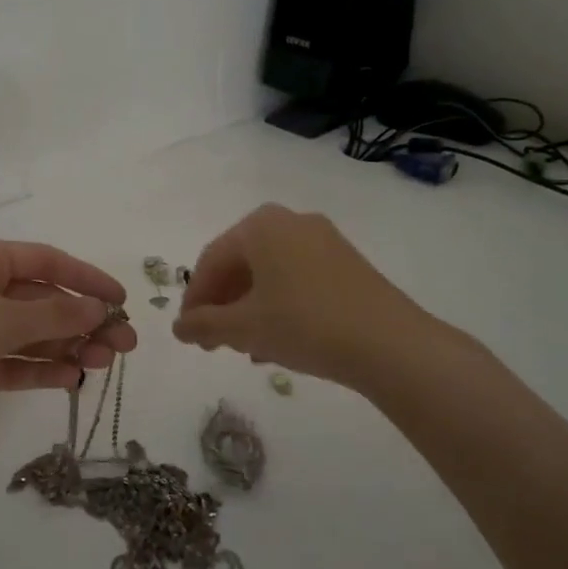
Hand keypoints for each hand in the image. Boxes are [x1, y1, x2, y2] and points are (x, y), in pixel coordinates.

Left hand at [0, 239, 135, 455]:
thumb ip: (54, 314)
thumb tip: (99, 308)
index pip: (47, 261)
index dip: (87, 278)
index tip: (123, 300)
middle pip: (44, 300)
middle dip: (85, 319)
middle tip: (125, 346)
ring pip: (33, 334)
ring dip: (69, 346)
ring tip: (104, 364)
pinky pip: (16, 364)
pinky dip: (43, 369)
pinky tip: (72, 379)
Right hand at [172, 204, 425, 386]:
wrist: (389, 343)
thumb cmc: (304, 324)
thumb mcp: (244, 327)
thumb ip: (204, 324)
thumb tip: (179, 328)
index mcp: (260, 226)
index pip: (211, 260)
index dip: (194, 299)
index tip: (188, 333)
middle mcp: (291, 221)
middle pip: (241, 264)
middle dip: (223, 304)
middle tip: (213, 341)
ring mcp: (324, 239)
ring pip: (270, 273)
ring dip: (249, 308)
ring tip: (245, 347)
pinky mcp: (347, 262)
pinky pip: (297, 278)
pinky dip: (279, 304)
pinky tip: (278, 339)